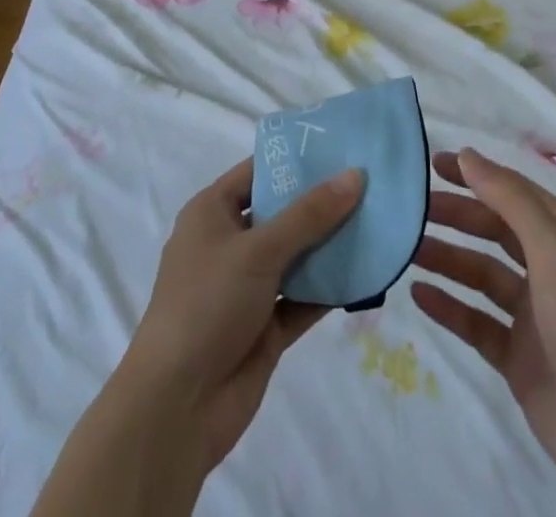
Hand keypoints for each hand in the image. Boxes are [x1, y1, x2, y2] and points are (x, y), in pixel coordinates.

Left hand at [127, 157, 364, 466]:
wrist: (177, 408)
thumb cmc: (208, 304)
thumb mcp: (259, 249)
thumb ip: (310, 214)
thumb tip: (355, 175)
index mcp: (212, 212)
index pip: (258, 171)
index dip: (296, 159)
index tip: (341, 146)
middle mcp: (229, 243)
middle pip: (282, 213)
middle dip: (322, 202)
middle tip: (370, 182)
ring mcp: (247, 287)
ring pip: (296, 256)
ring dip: (330, 245)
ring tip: (378, 221)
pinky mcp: (265, 327)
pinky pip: (303, 298)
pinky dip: (330, 288)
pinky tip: (367, 273)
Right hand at [413, 149, 555, 516]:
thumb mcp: (552, 248)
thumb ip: (509, 198)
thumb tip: (467, 154)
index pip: (511, 190)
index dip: (474, 173)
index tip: (431, 163)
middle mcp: (547, 266)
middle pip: (492, 229)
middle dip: (455, 215)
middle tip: (411, 209)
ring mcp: (531, 313)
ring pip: (480, 273)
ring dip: (446, 258)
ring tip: (408, 250)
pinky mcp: (517, 355)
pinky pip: (475, 320)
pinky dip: (448, 306)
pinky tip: (418, 295)